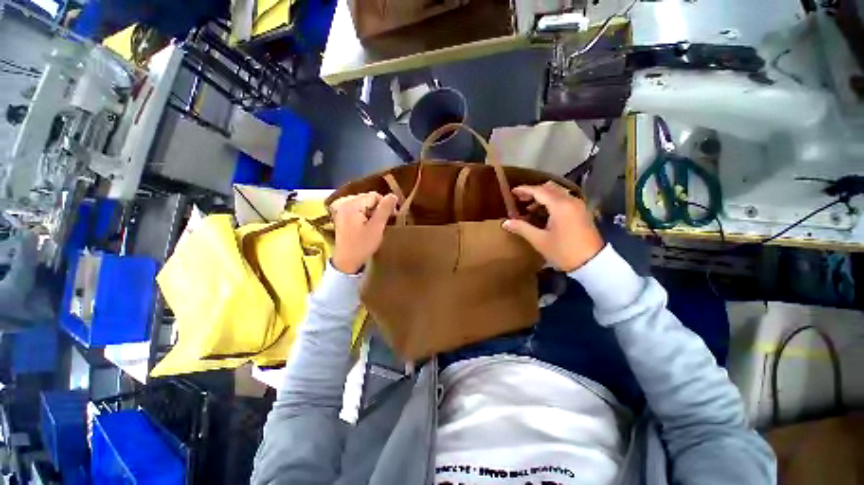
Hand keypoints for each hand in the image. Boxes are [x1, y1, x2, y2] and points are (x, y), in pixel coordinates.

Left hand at [330, 192, 398, 273]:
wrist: (346, 262)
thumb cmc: (362, 245)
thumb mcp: (377, 227)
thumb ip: (385, 209)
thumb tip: (393, 195)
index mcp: (352, 204)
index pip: (374, 196)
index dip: (385, 204)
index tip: (393, 216)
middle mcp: (344, 203)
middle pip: (368, 199)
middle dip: (379, 208)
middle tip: (386, 221)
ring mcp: (342, 210)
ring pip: (364, 205)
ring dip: (373, 213)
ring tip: (377, 225)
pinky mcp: (342, 217)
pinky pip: (358, 210)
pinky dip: (366, 216)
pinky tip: (368, 226)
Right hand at [502, 182, 603, 271]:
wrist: (592, 263)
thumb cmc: (563, 251)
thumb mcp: (539, 240)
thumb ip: (522, 228)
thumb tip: (505, 222)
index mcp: (560, 205)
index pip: (539, 191)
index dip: (524, 190)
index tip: (512, 192)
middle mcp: (570, 200)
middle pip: (549, 188)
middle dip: (533, 191)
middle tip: (520, 199)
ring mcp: (578, 205)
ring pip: (558, 192)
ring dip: (543, 196)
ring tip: (529, 207)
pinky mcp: (581, 212)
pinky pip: (564, 199)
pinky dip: (552, 201)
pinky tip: (544, 213)